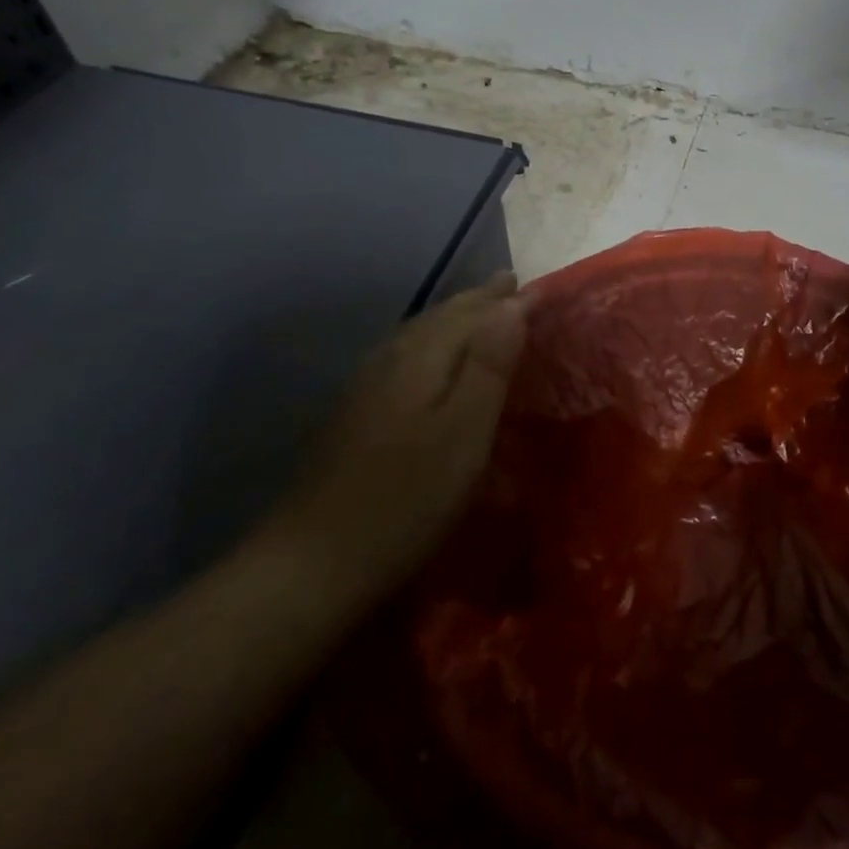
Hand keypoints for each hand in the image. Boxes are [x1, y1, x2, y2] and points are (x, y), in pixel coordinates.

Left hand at [257, 273, 526, 608]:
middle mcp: (390, 358)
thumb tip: (513, 303)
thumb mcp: (464, 432)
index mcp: (421, 357)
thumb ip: (489, 364)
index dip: (504, 299)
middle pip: (441, 317)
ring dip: (453, 318)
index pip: (471, 312)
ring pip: (419, 334)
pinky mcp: (355, 414)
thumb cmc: (406, 498)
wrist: (312, 563)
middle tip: (510, 286)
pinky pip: (405, 356)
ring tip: (478, 311)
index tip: (536, 287)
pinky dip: (431, 344)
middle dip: (478, 301)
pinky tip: (430, 360)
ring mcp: (366, 386)